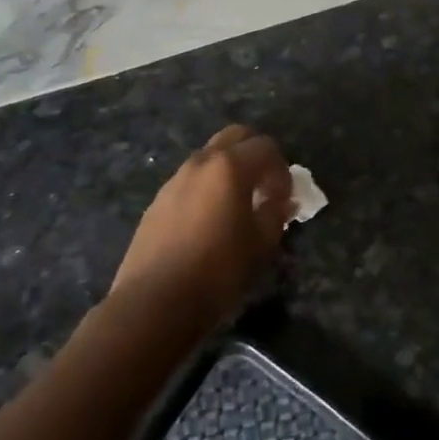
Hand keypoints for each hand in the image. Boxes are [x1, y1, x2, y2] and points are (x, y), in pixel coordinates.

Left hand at [108, 124, 294, 331]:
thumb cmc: (217, 271)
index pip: (267, 147)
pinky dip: (208, 186)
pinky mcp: (158, 200)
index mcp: (230, 166)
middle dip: (256, 154)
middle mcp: (201, 162)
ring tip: (238, 205)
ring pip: (210, 156)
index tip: (284, 199)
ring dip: (230, 169)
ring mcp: (176, 179)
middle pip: (236, 136)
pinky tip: (209, 221)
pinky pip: (192, 179)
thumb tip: (282, 200)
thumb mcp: (261, 244)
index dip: (282, 170)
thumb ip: (277, 213)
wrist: (153, 303)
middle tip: (265, 187)